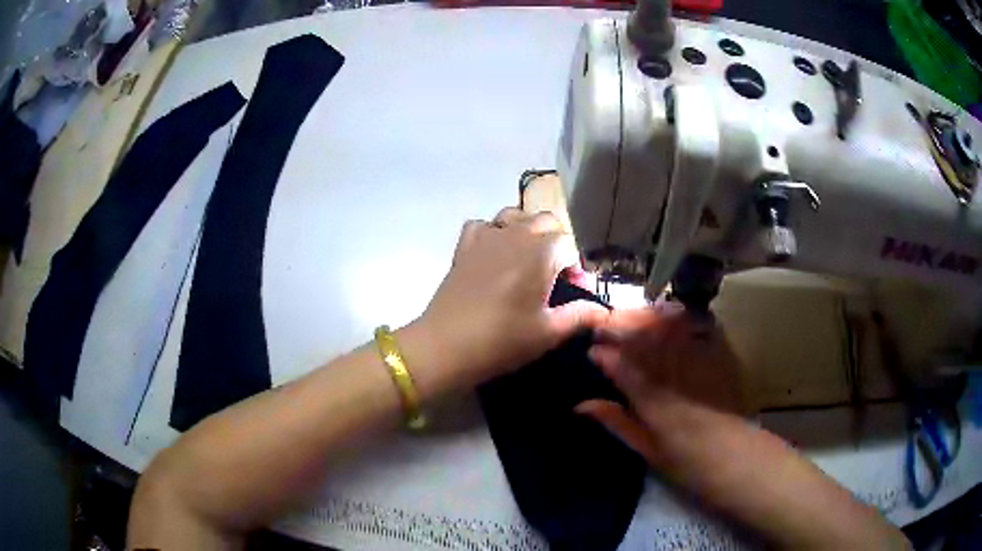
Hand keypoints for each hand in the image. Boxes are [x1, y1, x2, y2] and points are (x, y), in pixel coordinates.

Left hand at [411, 208, 608, 391]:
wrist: (446, 346)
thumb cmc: (502, 340)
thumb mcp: (548, 333)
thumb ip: (580, 315)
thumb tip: (605, 311)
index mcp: (540, 253)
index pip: (570, 244)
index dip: (577, 266)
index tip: (576, 290)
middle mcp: (515, 235)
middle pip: (546, 221)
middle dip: (558, 242)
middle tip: (556, 274)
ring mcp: (486, 237)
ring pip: (515, 215)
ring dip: (528, 230)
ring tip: (529, 259)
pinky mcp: (464, 246)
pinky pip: (483, 225)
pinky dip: (494, 232)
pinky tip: (495, 254)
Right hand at [575, 303, 744, 461]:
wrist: (736, 456)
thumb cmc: (688, 460)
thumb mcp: (647, 450)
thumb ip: (617, 422)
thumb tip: (582, 405)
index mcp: (655, 401)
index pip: (623, 367)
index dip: (604, 354)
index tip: (591, 349)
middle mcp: (676, 374)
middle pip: (645, 338)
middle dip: (620, 326)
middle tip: (603, 325)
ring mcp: (700, 361)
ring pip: (667, 328)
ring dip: (644, 317)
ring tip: (628, 316)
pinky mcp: (718, 355)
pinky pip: (695, 326)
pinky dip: (676, 316)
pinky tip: (665, 315)